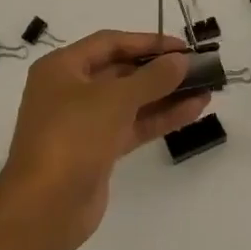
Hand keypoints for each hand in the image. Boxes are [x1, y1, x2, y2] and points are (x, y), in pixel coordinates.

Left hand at [0, 30, 209, 249]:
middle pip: (120, 71)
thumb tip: (181, 61)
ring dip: (166, 95)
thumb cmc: (72, 136)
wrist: (45, 207)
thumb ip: (153, 77)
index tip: (182, 47)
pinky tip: (193, 111)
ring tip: (205, 90)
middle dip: (159, 70)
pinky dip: (159, 118)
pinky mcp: (97, 151)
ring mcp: (83, 123)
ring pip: (130, 102)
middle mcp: (69, 91)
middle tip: (198, 69)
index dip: (147, 42)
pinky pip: (132, 126)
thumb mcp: (115, 99)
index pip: (109, 43)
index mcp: (61, 68)